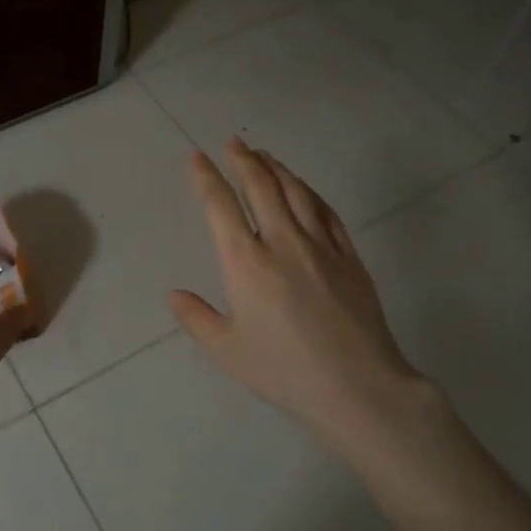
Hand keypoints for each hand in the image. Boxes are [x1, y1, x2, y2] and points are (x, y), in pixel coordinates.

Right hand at [169, 138, 433, 452]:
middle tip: (233, 143)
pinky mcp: (349, 256)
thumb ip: (196, 318)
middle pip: (260, 187)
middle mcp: (281, 242)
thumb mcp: (227, 350)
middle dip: (243, 160)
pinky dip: (311, 193)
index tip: (197, 158)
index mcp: (245, 262)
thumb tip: (174, 294)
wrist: (356, 386)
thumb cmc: (283, 370)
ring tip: (265, 155)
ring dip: (277, 169)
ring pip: (296, 192)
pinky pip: (327, 212)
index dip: (206, 178)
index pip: (220, 206)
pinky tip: (305, 189)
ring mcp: (320, 246)